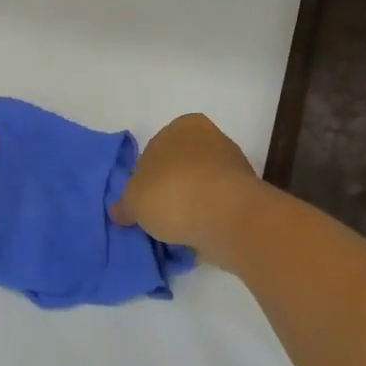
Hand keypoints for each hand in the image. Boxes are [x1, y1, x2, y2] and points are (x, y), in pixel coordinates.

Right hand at [109, 113, 260, 258]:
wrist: (226, 217)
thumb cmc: (173, 193)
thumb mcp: (133, 200)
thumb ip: (125, 204)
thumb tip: (119, 211)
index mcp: (183, 126)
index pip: (155, 150)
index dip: (145, 178)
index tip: (141, 201)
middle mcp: (211, 138)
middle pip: (180, 169)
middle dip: (169, 192)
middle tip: (155, 218)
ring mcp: (233, 167)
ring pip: (200, 190)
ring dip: (189, 208)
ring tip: (174, 235)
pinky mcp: (246, 196)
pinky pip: (217, 209)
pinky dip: (206, 221)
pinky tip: (194, 240)